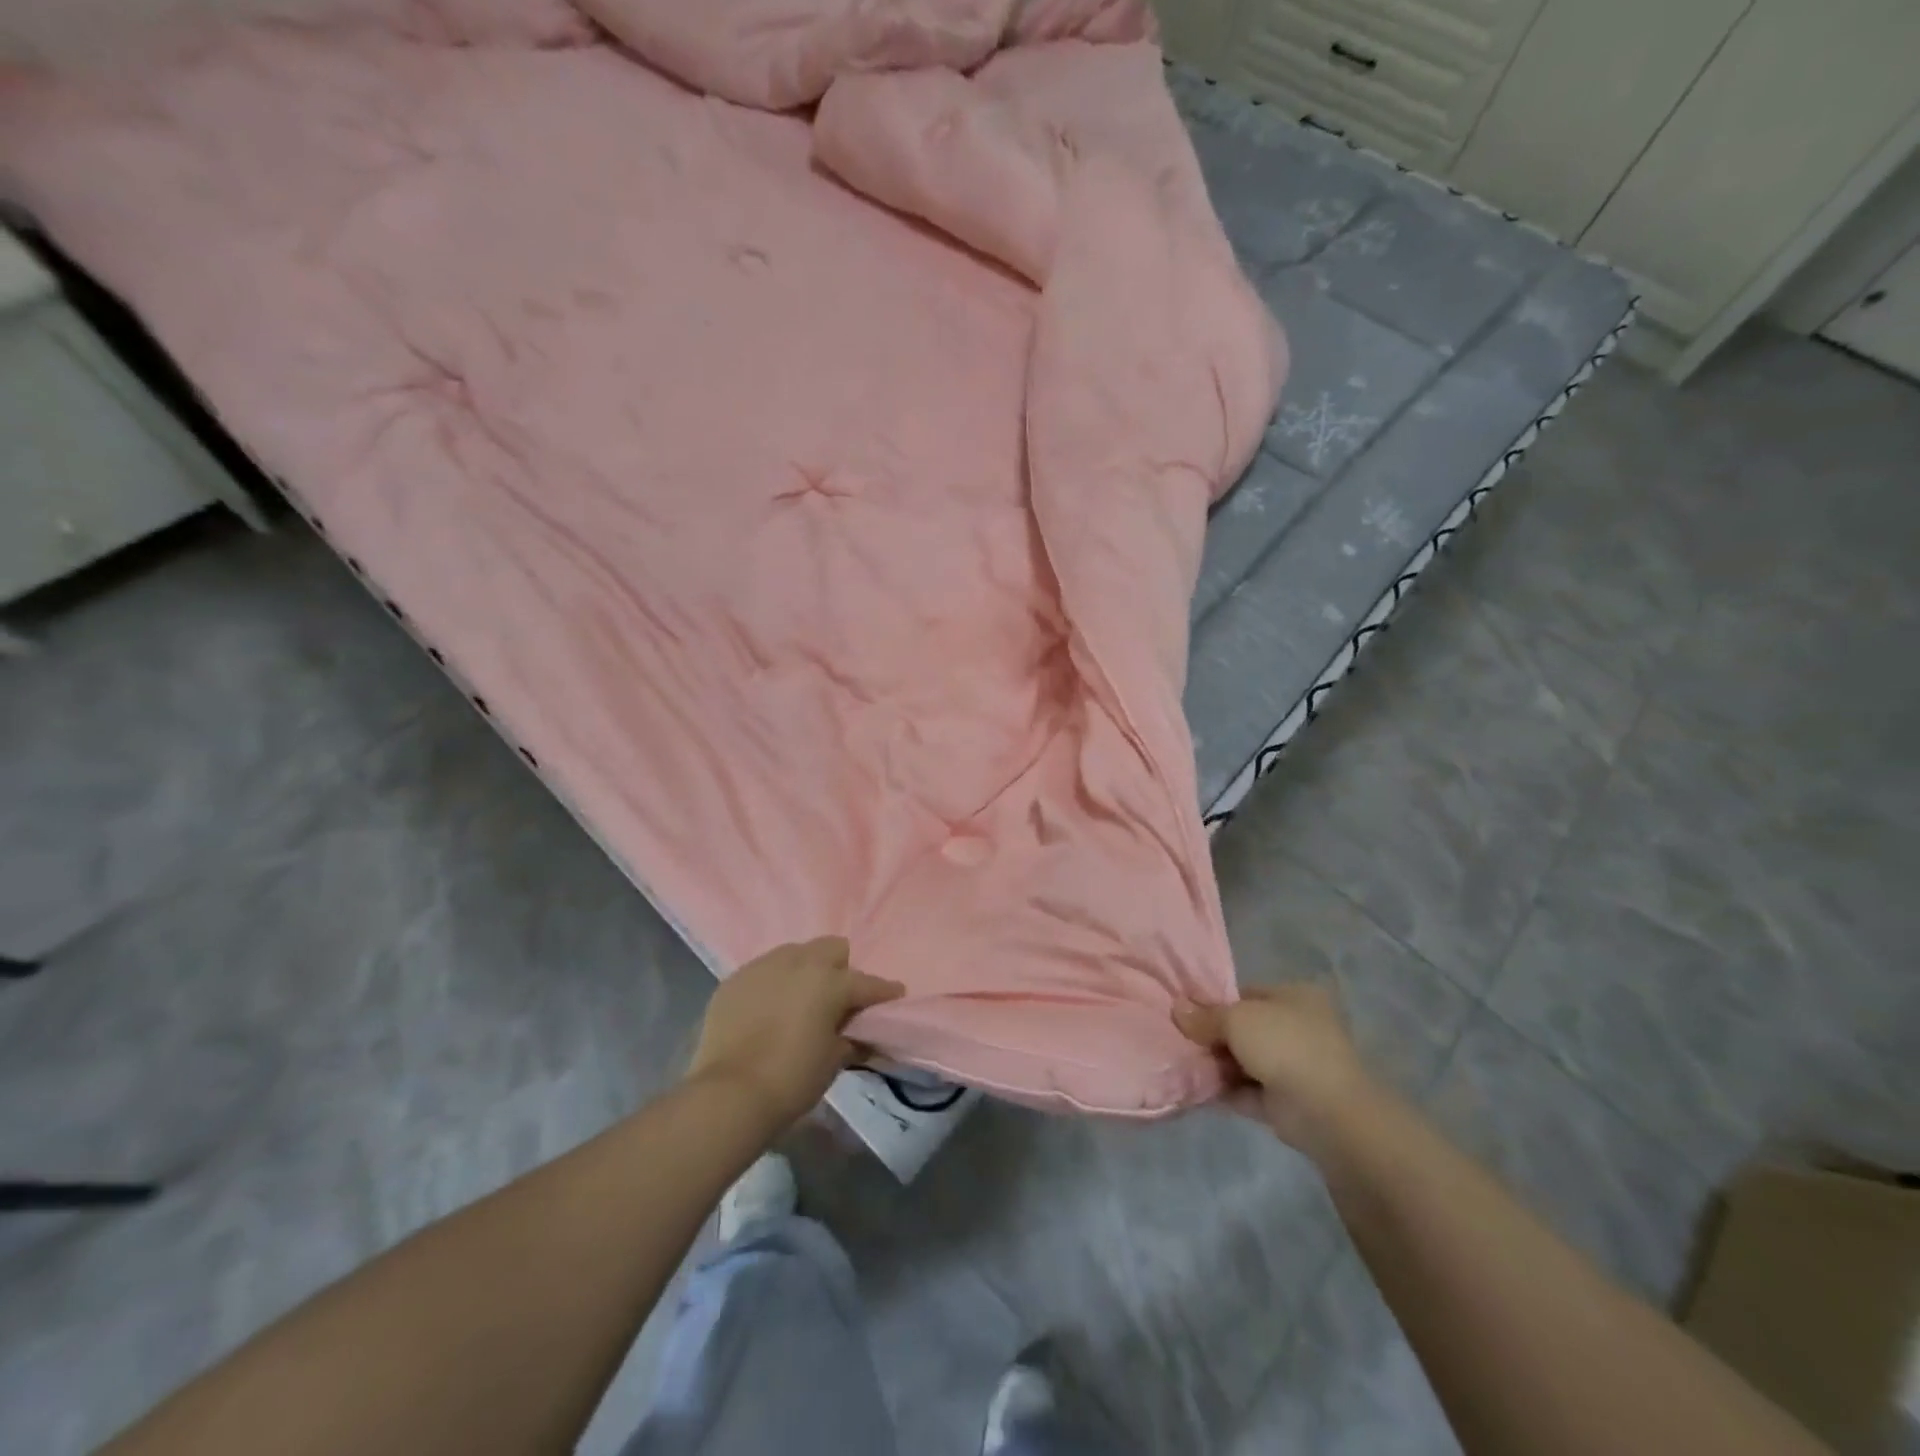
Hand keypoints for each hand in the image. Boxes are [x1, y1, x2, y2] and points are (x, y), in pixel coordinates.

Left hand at [688, 937, 904, 1131]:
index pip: (867, 982)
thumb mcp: (833, 1061)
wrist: (729, 1095)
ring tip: (801, 999)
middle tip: (838, 998)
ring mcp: (762, 967)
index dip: (884, 991)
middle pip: (831, 947)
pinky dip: (773, 984)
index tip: (894, 994)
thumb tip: (858, 1035)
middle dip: (841, 968)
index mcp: (829, 981)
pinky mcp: (734, 980)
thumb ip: (850, 1039)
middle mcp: (798, 962)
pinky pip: (763, 971)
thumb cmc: (792, 1079)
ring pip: (794, 953)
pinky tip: (769, 1009)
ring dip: (805, 971)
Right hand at [1173, 983, 1379, 1155]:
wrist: (1326, 1112)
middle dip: (1214, 1037)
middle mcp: (1298, 1028)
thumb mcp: (1237, 1019)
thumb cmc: (1284, 1046)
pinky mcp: (1287, 1103)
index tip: (1185, 1012)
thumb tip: (1177, 1009)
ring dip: (1217, 1065)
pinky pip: (1247, 1091)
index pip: (1247, 994)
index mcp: (1295, 997)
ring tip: (1182, 1064)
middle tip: (1180, 1040)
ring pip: (1245, 1061)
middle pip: (1244, 1028)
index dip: (1215, 1002)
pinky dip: (1225, 1091)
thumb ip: (1205, 1016)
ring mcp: (1295, 1067)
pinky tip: (1195, 1089)